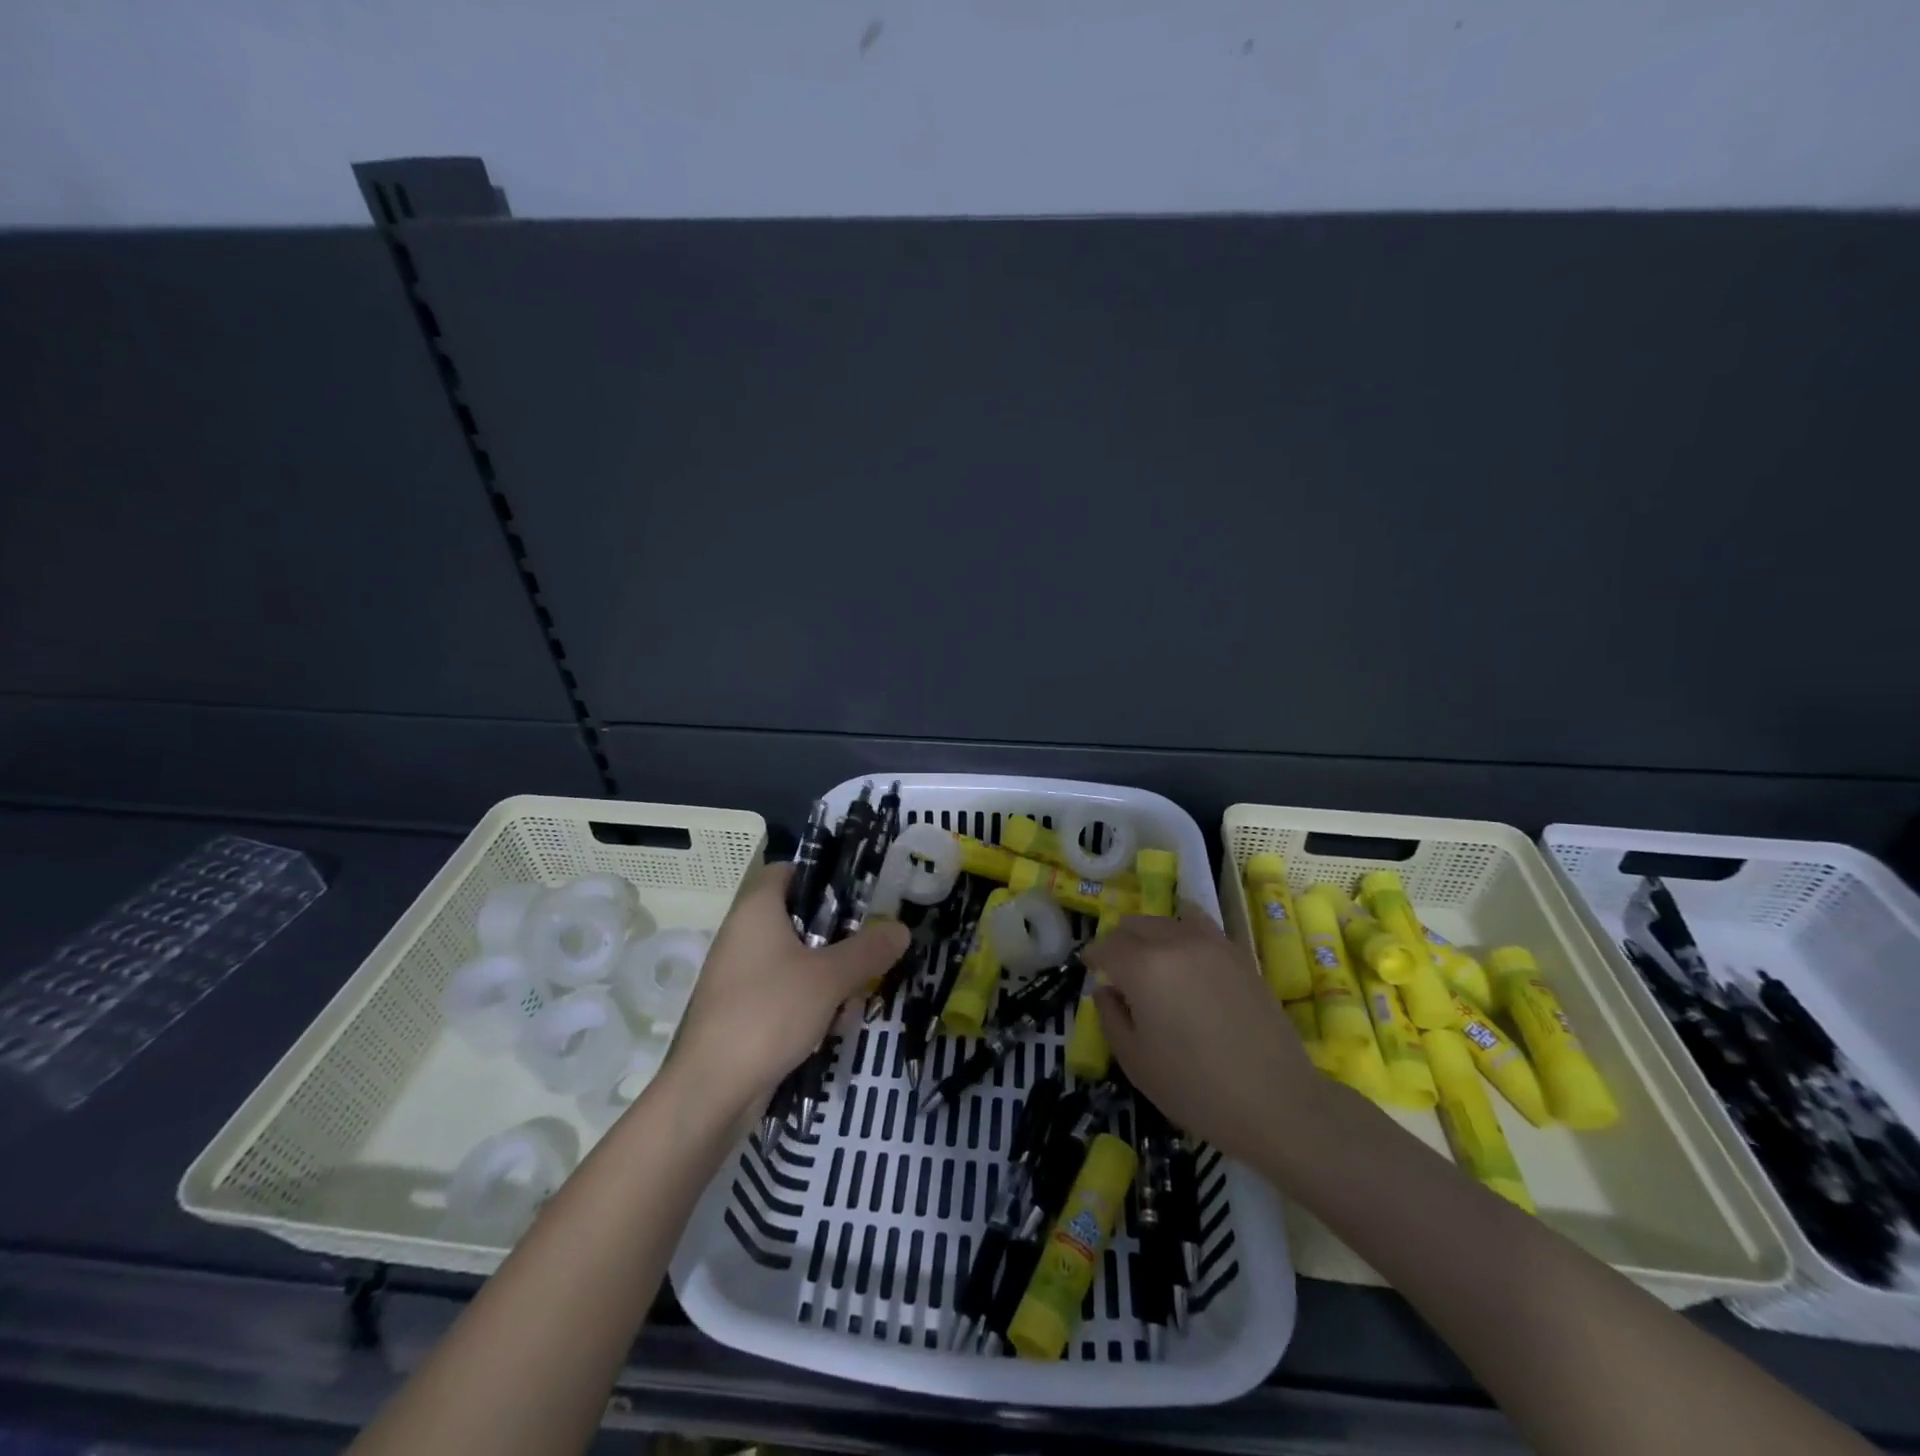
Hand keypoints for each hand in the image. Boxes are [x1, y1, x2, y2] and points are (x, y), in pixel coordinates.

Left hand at [667, 862, 908, 1115]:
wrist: (712, 1090)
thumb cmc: (770, 1012)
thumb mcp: (830, 977)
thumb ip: (869, 950)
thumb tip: (901, 928)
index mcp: (757, 910)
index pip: (789, 870)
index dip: (823, 875)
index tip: (860, 894)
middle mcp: (743, 934)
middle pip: (798, 918)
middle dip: (837, 936)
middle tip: (871, 948)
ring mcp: (738, 975)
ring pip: (795, 959)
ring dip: (828, 975)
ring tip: (856, 997)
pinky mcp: (740, 1010)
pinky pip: (783, 992)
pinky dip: (809, 1002)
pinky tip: (831, 1027)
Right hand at [1086, 904, 1318, 1161]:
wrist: (1277, 1102)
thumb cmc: (1196, 1089)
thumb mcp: (1136, 1061)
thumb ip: (1111, 1017)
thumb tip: (1107, 991)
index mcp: (1143, 968)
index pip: (1107, 946)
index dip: (1093, 957)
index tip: (1090, 970)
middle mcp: (1175, 943)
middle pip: (1135, 925)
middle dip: (1119, 942)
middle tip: (1118, 971)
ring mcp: (1210, 944)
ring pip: (1167, 920)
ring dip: (1150, 935)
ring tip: (1152, 962)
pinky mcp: (1237, 953)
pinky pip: (1200, 925)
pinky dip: (1183, 928)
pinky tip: (1184, 947)